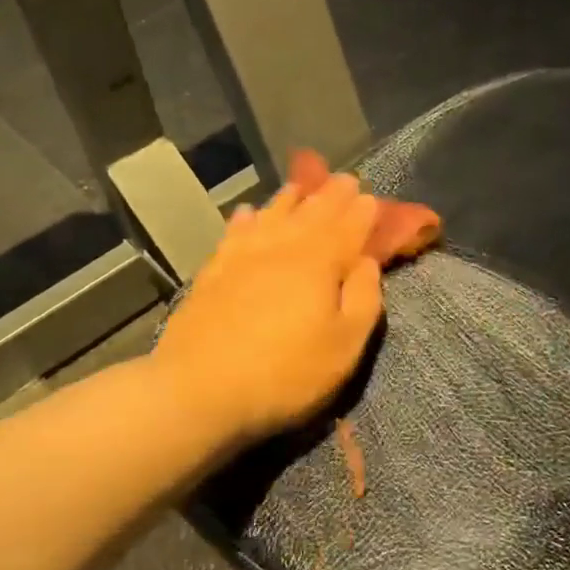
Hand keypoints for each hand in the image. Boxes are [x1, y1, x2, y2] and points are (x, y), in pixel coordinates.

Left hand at [152, 174, 384, 449]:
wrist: (198, 390)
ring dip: (290, 199)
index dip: (362, 212)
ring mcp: (243, 257)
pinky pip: (235, 234)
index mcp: (319, 262)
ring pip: (272, 216)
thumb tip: (367, 263)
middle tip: (345, 180)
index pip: (348, 227)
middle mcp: (282, 248)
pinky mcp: (213, 272)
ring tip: (300, 186)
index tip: (371, 198)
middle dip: (331, 195)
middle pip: (312, 213)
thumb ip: (364, 300)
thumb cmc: (284, 374)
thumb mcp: (343, 347)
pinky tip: (248, 213)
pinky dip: (246, 220)